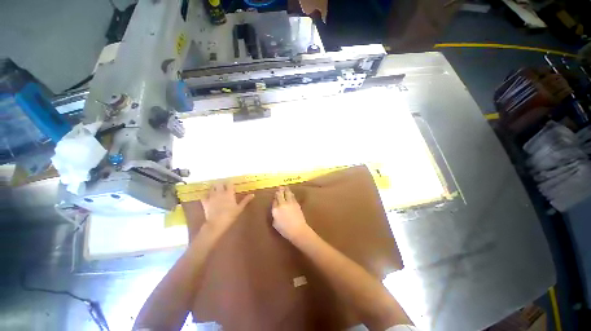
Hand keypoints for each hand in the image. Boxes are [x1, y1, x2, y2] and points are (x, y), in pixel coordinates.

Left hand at [202, 182, 254, 234]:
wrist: (216, 223)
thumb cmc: (230, 215)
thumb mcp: (239, 208)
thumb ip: (245, 200)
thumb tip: (253, 194)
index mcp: (229, 193)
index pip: (229, 183)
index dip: (230, 183)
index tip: (232, 184)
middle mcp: (220, 193)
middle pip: (219, 184)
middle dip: (221, 184)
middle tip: (223, 186)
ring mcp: (211, 196)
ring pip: (211, 188)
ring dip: (214, 187)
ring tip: (216, 189)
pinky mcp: (205, 202)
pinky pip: (204, 195)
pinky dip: (206, 195)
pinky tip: (207, 196)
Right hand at [272, 186, 310, 241]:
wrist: (298, 230)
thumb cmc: (285, 230)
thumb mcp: (275, 224)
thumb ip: (275, 215)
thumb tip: (276, 210)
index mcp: (275, 210)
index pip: (274, 201)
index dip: (275, 198)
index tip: (275, 196)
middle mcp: (282, 204)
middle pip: (280, 194)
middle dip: (279, 190)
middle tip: (279, 187)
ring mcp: (290, 202)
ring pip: (287, 193)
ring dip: (286, 190)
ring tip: (285, 187)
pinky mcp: (296, 203)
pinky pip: (292, 196)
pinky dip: (291, 194)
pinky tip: (290, 193)